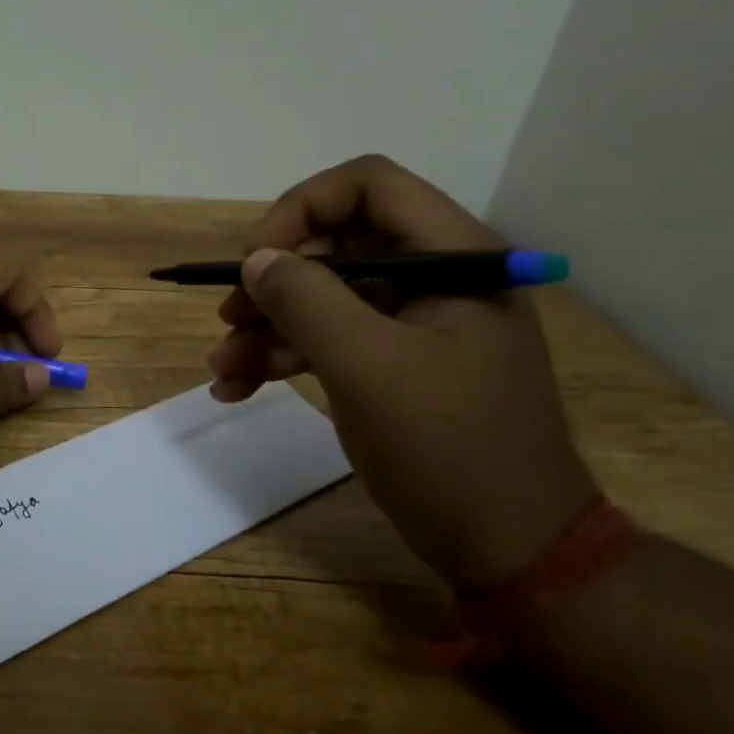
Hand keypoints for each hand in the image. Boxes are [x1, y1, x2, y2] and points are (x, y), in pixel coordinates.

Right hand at [209, 155, 597, 587]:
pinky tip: (241, 386)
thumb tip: (257, 260)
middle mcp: (435, 277)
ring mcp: (415, 322)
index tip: (255, 262)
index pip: (367, 187)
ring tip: (224, 368)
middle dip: (273, 282)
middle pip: (335, 244)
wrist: (510, 546)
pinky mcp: (396, 362)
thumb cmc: (449, 450)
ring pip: (323, 296)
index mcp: (452, 258)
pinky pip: (330, 338)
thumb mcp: (368, 368)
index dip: (300, 210)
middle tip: (229, 321)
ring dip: (267, 326)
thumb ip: (307, 301)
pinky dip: (284, 356)